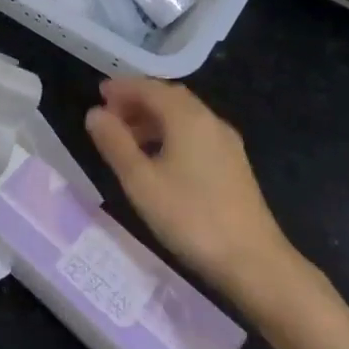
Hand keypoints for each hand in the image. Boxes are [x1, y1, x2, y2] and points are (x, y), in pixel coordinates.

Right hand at [84, 77, 298, 302]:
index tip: (99, 94)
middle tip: (109, 114)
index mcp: (187, 118)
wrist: (254, 261)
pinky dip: (170, 133)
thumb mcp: (141, 182)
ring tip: (127, 138)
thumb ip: (115, 144)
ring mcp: (226, 143)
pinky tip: (157, 158)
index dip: (122, 88)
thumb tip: (95, 113)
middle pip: (169, 98)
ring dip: (153, 118)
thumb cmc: (190, 217)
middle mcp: (210, 121)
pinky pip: (195, 133)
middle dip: (138, 101)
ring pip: (183, 116)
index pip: (150, 88)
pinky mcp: (233, 164)